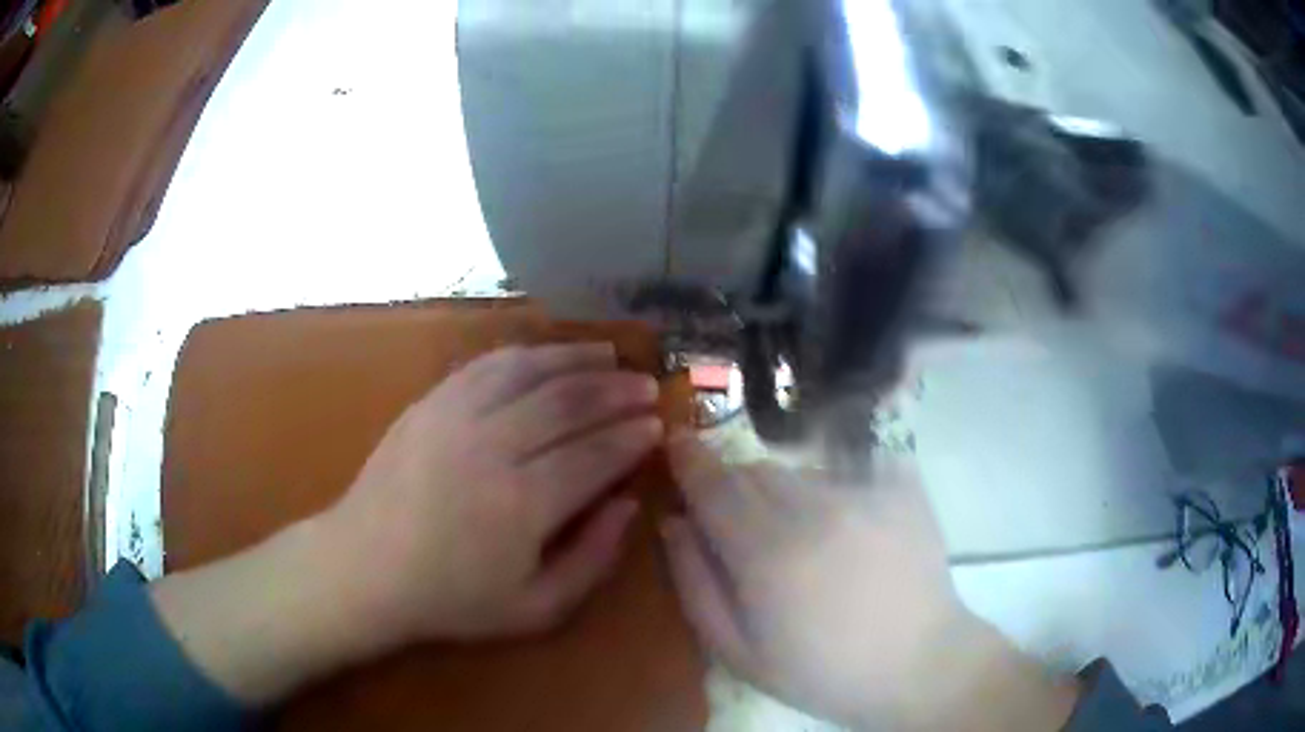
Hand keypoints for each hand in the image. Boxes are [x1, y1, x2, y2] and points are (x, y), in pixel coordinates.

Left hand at [325, 343, 662, 644]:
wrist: (365, 568)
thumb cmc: (452, 598)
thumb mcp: (536, 608)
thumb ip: (592, 559)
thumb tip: (629, 505)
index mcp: (522, 504)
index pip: (595, 454)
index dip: (632, 436)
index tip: (658, 424)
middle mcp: (492, 447)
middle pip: (568, 402)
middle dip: (616, 390)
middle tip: (646, 385)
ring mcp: (455, 416)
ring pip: (529, 370)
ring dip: (576, 358)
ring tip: (610, 355)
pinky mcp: (430, 402)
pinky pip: (486, 365)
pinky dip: (526, 354)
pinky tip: (548, 356)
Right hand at [662, 434, 1077, 730]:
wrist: (918, 663)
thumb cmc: (822, 670)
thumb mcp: (739, 651)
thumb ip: (694, 583)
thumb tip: (674, 522)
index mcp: (766, 553)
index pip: (712, 483)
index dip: (688, 459)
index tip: (677, 443)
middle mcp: (814, 507)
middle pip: (754, 470)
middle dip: (735, 488)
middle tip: (745, 528)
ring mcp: (865, 491)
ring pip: (799, 470)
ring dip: (785, 493)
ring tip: (805, 537)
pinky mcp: (901, 486)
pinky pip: (849, 467)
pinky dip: (835, 486)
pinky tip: (849, 525)